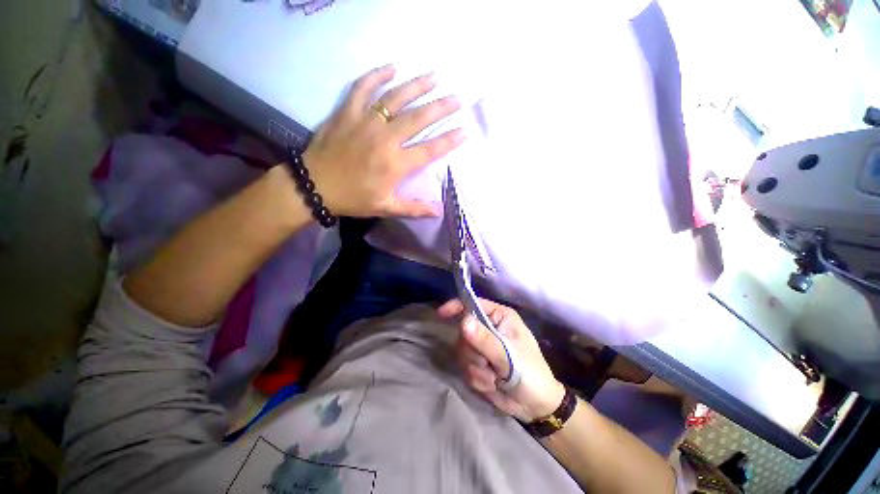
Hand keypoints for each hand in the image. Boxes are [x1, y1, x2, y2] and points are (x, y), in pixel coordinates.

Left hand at [304, 64, 465, 217]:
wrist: (314, 186)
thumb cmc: (353, 199)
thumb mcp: (386, 207)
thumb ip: (414, 209)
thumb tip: (438, 211)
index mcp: (395, 164)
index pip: (430, 149)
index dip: (449, 140)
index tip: (465, 130)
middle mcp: (385, 139)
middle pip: (418, 118)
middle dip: (441, 107)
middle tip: (457, 97)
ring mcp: (365, 122)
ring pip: (395, 98)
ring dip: (417, 86)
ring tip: (434, 76)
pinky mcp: (347, 112)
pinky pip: (363, 87)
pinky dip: (377, 74)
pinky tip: (392, 66)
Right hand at [438, 298, 565, 422]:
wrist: (535, 407)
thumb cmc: (531, 374)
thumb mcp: (510, 357)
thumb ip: (485, 340)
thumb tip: (463, 321)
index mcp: (500, 317)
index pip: (473, 304)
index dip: (457, 307)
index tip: (442, 314)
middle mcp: (489, 327)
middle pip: (464, 331)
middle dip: (473, 352)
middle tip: (488, 364)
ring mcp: (482, 346)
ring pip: (462, 350)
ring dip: (475, 367)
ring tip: (493, 377)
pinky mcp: (477, 363)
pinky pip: (464, 366)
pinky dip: (476, 378)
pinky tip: (491, 383)